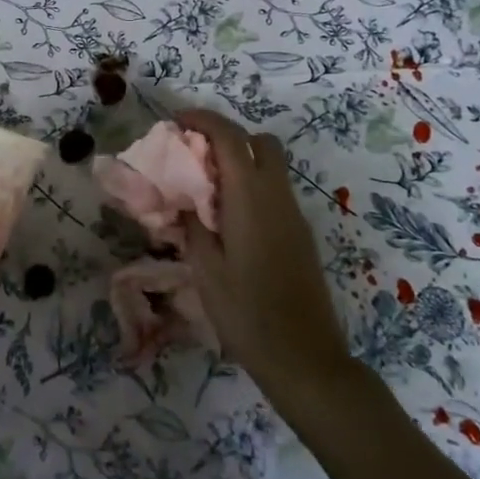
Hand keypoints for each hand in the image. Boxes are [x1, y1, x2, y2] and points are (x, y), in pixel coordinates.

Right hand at [177, 109, 352, 410]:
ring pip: (270, 165)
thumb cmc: (247, 313)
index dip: (202, 120)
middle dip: (227, 135)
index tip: (175, 121)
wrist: (304, 358)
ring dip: (239, 160)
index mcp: (251, 198)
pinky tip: (226, 216)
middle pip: (259, 142)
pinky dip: (250, 184)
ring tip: (204, 185)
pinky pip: (274, 190)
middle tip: (194, 153)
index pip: (230, 137)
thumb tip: (185, 200)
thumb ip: (193, 226)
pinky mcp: (299, 234)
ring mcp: (293, 215)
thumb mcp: (205, 269)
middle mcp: (277, 197)